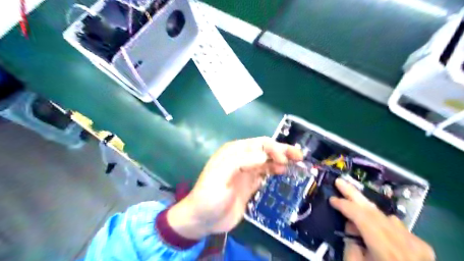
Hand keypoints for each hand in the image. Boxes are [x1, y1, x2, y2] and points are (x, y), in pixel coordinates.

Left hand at [169, 138, 303, 239]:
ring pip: (267, 161)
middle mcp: (241, 158)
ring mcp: (247, 171)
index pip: (258, 144)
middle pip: (265, 150)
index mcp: (233, 152)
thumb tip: (264, 156)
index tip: (284, 159)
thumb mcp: (220, 176)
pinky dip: (275, 170)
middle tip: (298, 156)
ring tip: (295, 163)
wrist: (203, 219)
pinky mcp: (250, 183)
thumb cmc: (209, 195)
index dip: (273, 148)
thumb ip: (240, 162)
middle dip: (281, 151)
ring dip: (280, 160)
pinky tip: (283, 172)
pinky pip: (265, 173)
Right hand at [330, 179, 435, 260]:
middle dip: (354, 194)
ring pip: (385, 216)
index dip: (345, 205)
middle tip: (340, 181)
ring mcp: (417, 243)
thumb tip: (351, 224)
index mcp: (386, 250)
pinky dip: (381, 221)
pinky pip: (397, 226)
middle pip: (375, 211)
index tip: (331, 199)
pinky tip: (374, 225)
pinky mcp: (423, 246)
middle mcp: (405, 242)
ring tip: (351, 203)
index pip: (362, 217)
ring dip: (366, 209)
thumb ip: (351, 243)